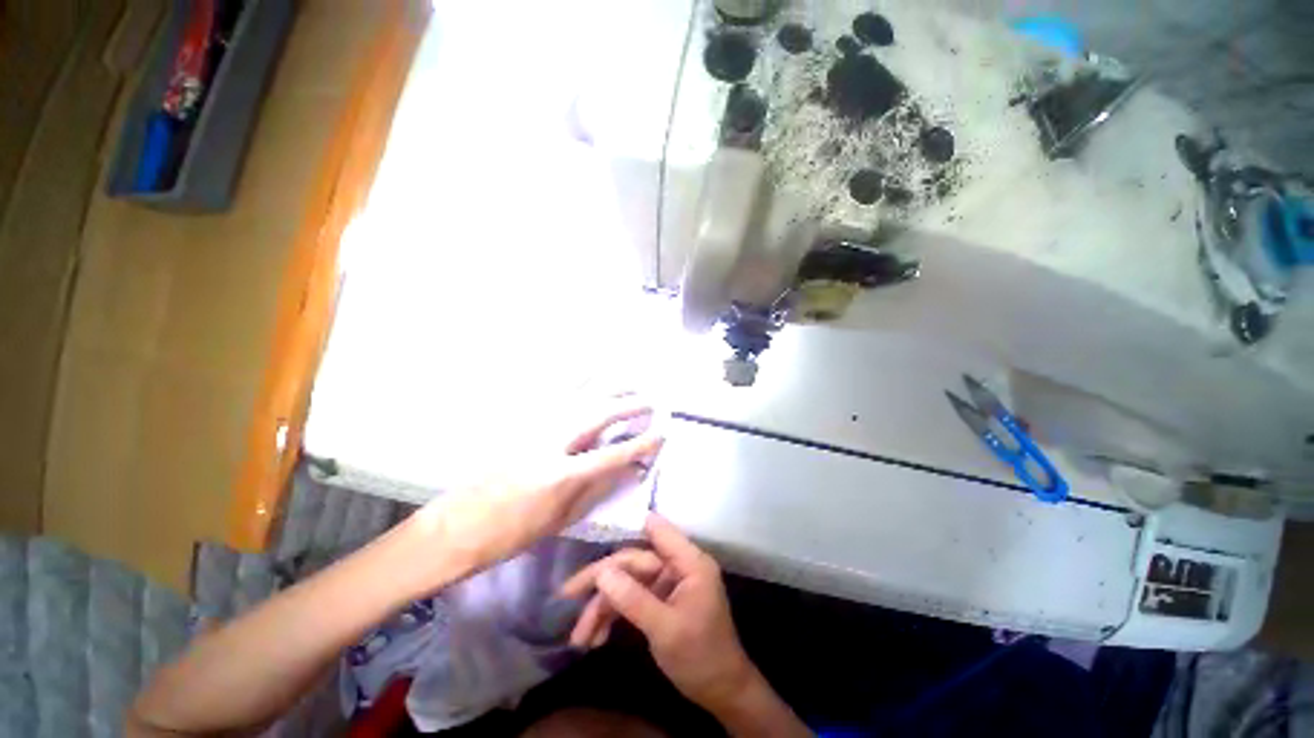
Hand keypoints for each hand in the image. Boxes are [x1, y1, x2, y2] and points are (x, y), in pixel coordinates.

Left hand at [406, 398, 662, 585]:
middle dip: (628, 406)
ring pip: (576, 396)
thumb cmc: (512, 533)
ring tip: (627, 381)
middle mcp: (550, 443)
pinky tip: (585, 369)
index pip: (613, 454)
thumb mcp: (561, 520)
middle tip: (649, 402)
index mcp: (562, 475)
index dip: (641, 443)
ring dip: (606, 387)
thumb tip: (628, 471)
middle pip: (598, 415)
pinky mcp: (518, 422)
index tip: (661, 433)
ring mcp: (532, 428)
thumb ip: (598, 491)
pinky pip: (548, 393)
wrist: (457, 527)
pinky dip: (571, 379)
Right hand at [559, 514, 755, 712]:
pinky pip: (631, 599)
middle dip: (602, 581)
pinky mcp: (659, 601)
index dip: (627, 526)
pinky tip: (595, 637)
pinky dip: (613, 616)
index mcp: (688, 561)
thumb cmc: (700, 657)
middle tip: (567, 595)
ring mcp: (666, 583)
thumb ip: (633, 598)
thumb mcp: (665, 629)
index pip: (656, 530)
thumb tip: (601, 571)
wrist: (720, 692)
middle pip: (633, 561)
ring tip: (578, 636)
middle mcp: (676, 565)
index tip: (593, 532)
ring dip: (603, 607)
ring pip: (628, 582)